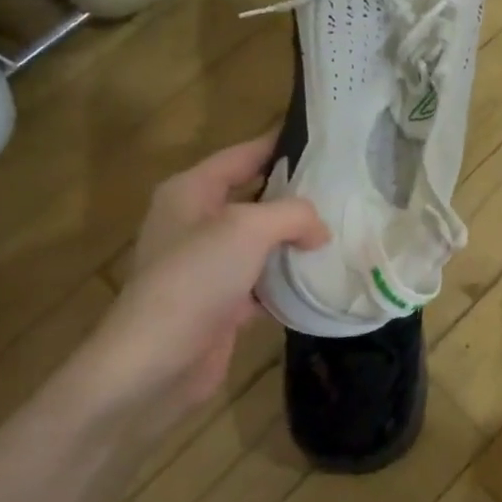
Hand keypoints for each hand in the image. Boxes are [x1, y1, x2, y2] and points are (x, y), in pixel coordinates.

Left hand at [58, 134, 327, 432]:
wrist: (156, 362)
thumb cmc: (195, 278)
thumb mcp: (248, 229)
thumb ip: (293, 214)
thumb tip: (319, 230)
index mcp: (191, 191)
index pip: (243, 155)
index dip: (280, 143)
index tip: (325, 139)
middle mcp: (196, 221)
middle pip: (255, 196)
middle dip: (296, 194)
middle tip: (345, 188)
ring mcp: (208, 264)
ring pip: (262, 240)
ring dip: (296, 239)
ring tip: (344, 227)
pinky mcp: (221, 301)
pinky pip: (263, 279)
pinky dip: (289, 278)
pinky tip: (322, 275)